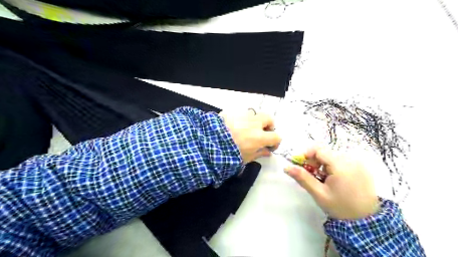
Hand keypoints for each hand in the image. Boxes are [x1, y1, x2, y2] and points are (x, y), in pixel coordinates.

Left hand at [220, 108, 280, 161]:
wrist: (208, 144)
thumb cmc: (228, 155)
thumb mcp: (245, 158)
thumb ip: (259, 153)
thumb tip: (267, 152)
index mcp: (259, 137)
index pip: (276, 136)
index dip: (275, 142)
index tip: (270, 146)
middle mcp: (254, 124)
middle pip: (269, 118)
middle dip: (268, 125)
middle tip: (263, 132)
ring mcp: (243, 116)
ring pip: (254, 114)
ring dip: (254, 121)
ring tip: (246, 129)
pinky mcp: (232, 112)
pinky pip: (241, 114)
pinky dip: (241, 119)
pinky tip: (234, 126)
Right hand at [285, 146, 379, 219]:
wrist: (365, 221)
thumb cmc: (340, 207)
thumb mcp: (318, 193)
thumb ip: (302, 178)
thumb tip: (286, 167)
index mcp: (341, 165)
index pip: (319, 149)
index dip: (307, 155)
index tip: (302, 165)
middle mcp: (351, 160)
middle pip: (326, 152)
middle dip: (315, 161)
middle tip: (313, 176)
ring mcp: (358, 163)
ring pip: (333, 156)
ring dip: (324, 164)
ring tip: (324, 179)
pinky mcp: (362, 167)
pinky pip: (343, 160)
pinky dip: (334, 166)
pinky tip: (335, 179)